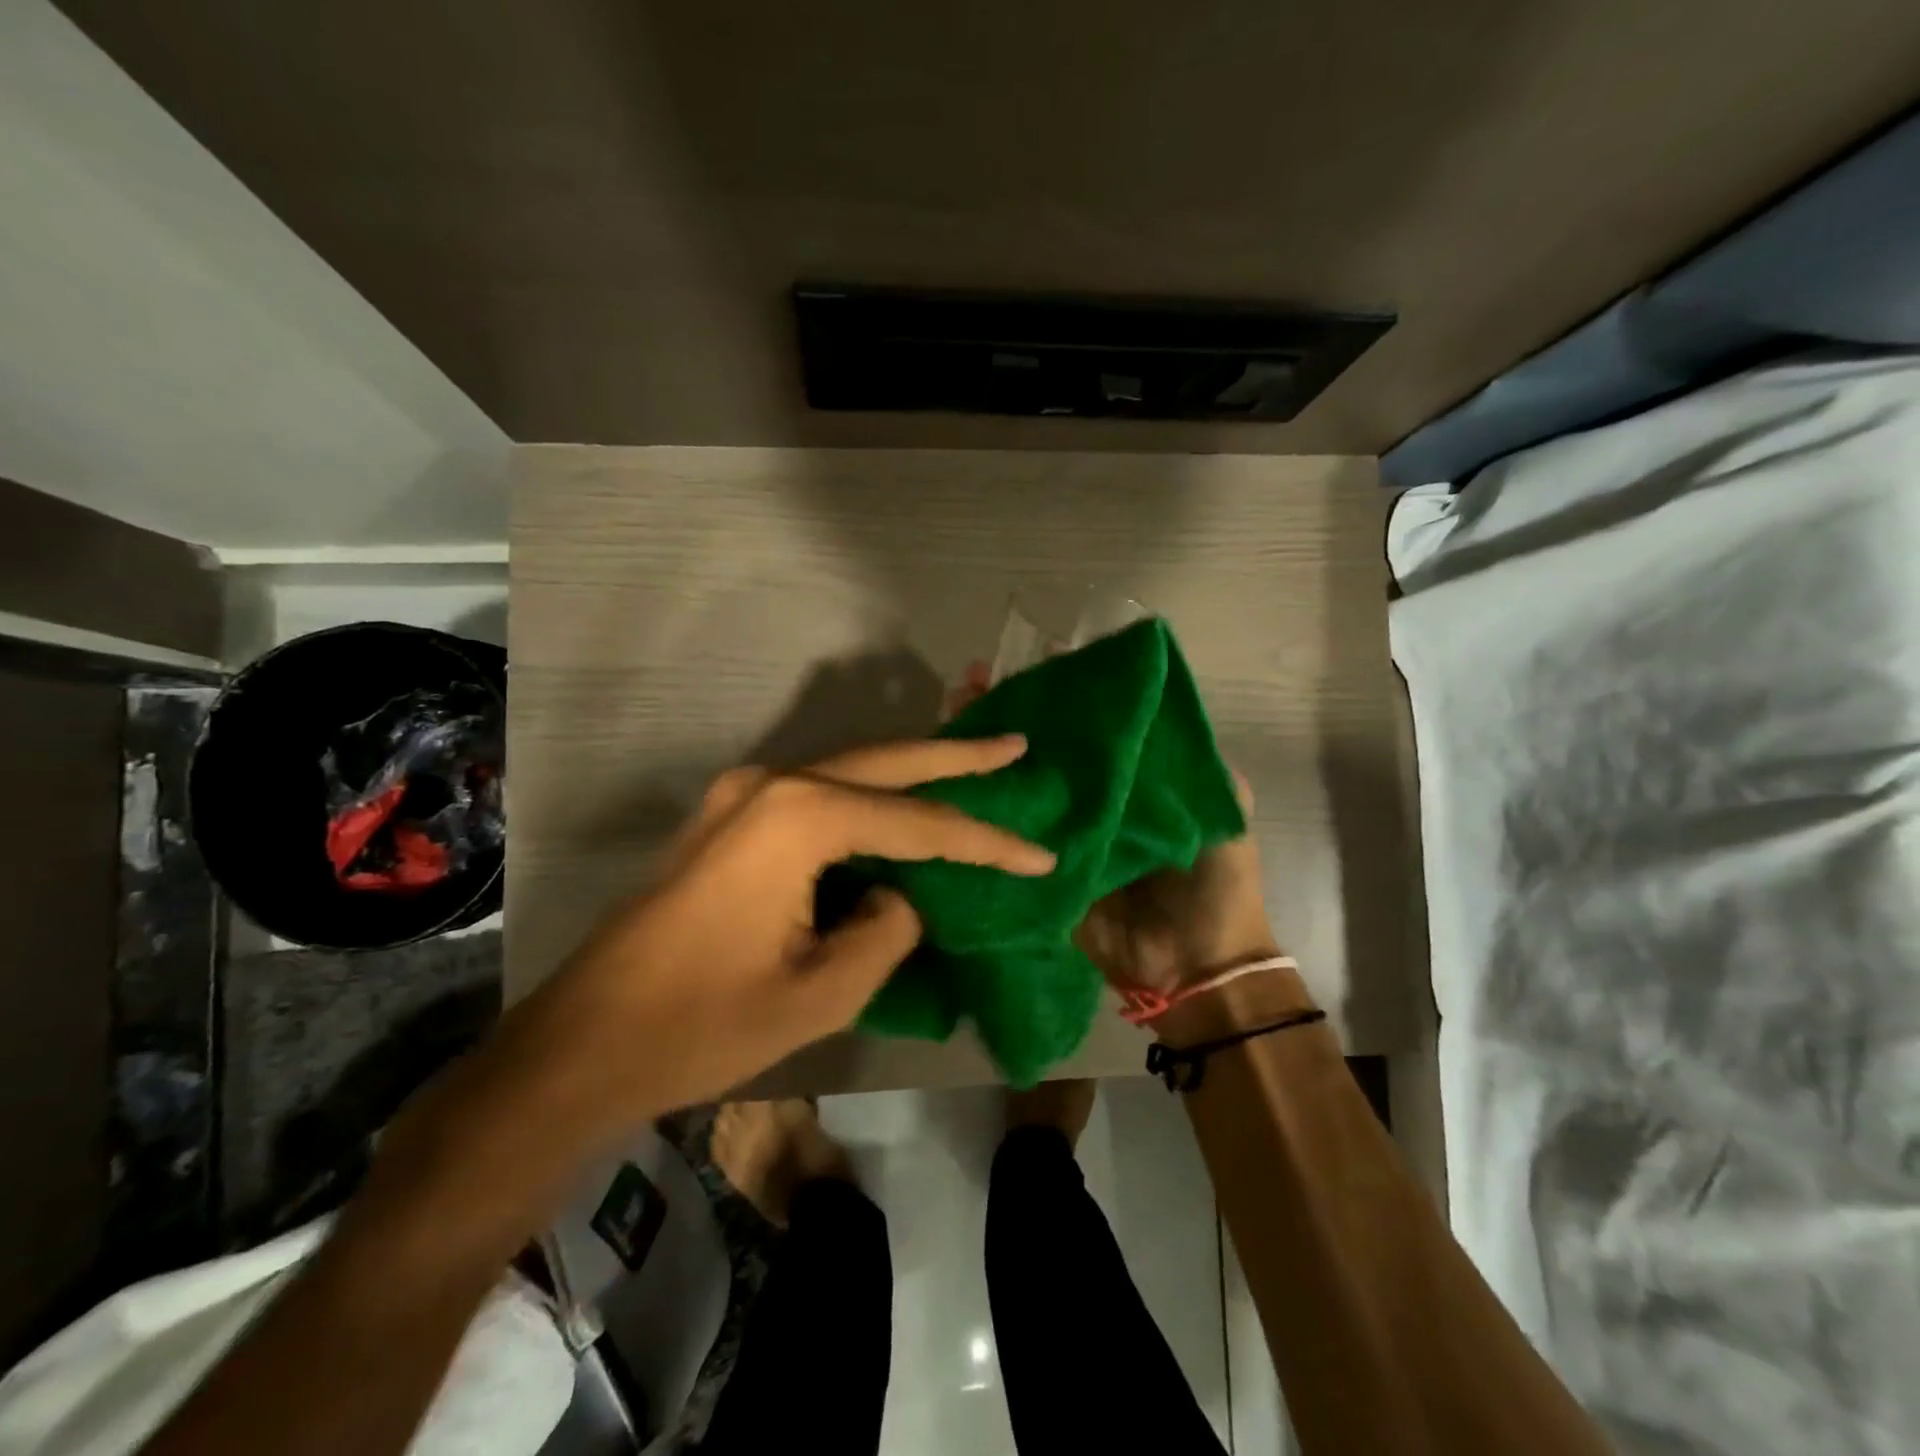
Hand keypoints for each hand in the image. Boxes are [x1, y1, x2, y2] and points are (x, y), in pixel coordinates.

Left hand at [504, 736, 1055, 1138]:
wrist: (582, 1042)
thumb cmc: (703, 1023)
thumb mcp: (823, 989)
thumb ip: (887, 927)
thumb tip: (898, 896)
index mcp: (799, 817)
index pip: (918, 824)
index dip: (985, 843)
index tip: (1041, 859)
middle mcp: (771, 784)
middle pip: (886, 762)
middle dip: (956, 760)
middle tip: (1016, 746)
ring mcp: (741, 794)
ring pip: (850, 771)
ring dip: (910, 774)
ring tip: (972, 771)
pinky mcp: (727, 817)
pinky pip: (816, 795)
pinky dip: (867, 800)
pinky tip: (898, 810)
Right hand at [946, 661, 1276, 996]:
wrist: (1195, 966)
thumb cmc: (1215, 883)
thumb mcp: (1220, 811)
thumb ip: (1194, 765)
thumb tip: (1153, 706)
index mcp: (1128, 784)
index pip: (1087, 731)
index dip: (1060, 698)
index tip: (1030, 665)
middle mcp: (1088, 804)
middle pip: (1042, 754)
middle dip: (1007, 718)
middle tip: (970, 685)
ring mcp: (1058, 838)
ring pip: (1016, 790)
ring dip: (982, 756)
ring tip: (951, 713)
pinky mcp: (1035, 872)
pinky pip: (1004, 841)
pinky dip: (977, 815)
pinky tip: (945, 783)